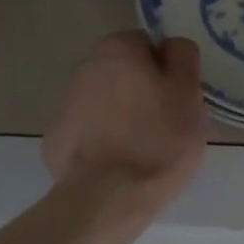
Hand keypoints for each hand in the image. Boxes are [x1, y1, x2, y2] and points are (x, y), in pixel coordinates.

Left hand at [41, 32, 210, 217]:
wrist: (107, 200)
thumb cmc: (158, 139)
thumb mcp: (188, 92)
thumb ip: (182, 56)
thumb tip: (169, 46)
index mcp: (116, 49)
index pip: (146, 43)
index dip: (165, 68)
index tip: (176, 96)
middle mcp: (84, 68)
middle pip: (122, 72)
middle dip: (140, 90)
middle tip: (165, 122)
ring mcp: (64, 106)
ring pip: (104, 102)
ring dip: (120, 115)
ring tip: (142, 149)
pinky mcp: (54, 141)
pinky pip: (87, 132)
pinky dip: (100, 141)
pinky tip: (116, 165)